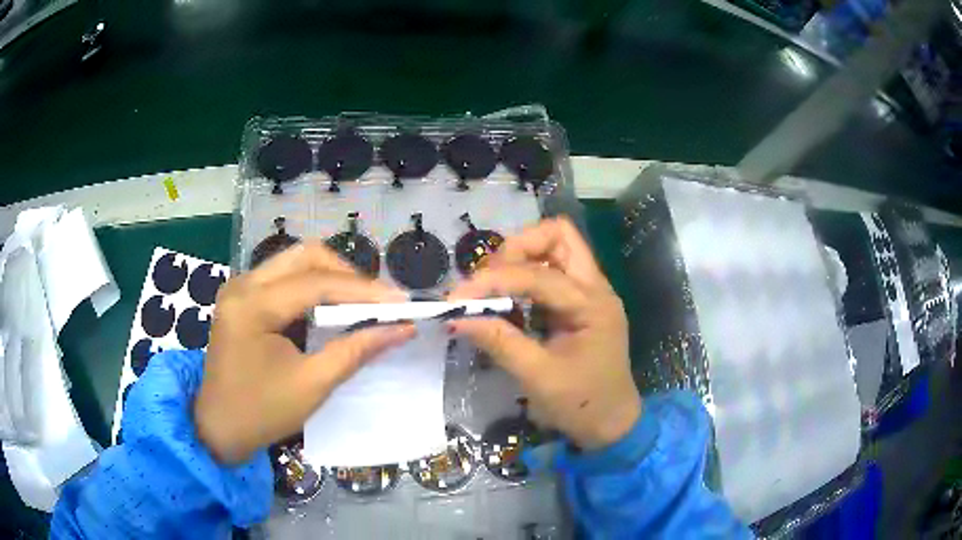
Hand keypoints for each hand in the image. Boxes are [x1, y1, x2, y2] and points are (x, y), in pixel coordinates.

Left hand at [195, 243, 414, 463]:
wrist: (219, 427)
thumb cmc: (262, 412)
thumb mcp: (313, 385)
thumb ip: (356, 350)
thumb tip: (402, 328)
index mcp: (253, 306)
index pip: (317, 283)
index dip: (364, 291)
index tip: (402, 302)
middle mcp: (243, 284)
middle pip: (305, 256)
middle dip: (347, 274)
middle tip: (379, 300)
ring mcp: (239, 287)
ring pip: (295, 261)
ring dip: (331, 276)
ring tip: (361, 302)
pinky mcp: (242, 297)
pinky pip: (284, 276)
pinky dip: (313, 286)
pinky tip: (331, 307)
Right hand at [448, 217, 640, 450]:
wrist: (611, 424)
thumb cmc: (582, 404)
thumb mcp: (538, 377)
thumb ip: (500, 343)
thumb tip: (456, 320)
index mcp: (592, 305)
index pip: (538, 275)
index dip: (494, 281)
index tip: (458, 297)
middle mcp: (595, 288)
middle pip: (559, 236)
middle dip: (517, 248)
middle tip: (488, 279)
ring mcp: (589, 293)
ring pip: (556, 248)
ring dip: (521, 258)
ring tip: (492, 287)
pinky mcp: (579, 304)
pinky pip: (552, 272)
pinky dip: (526, 276)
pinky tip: (508, 300)